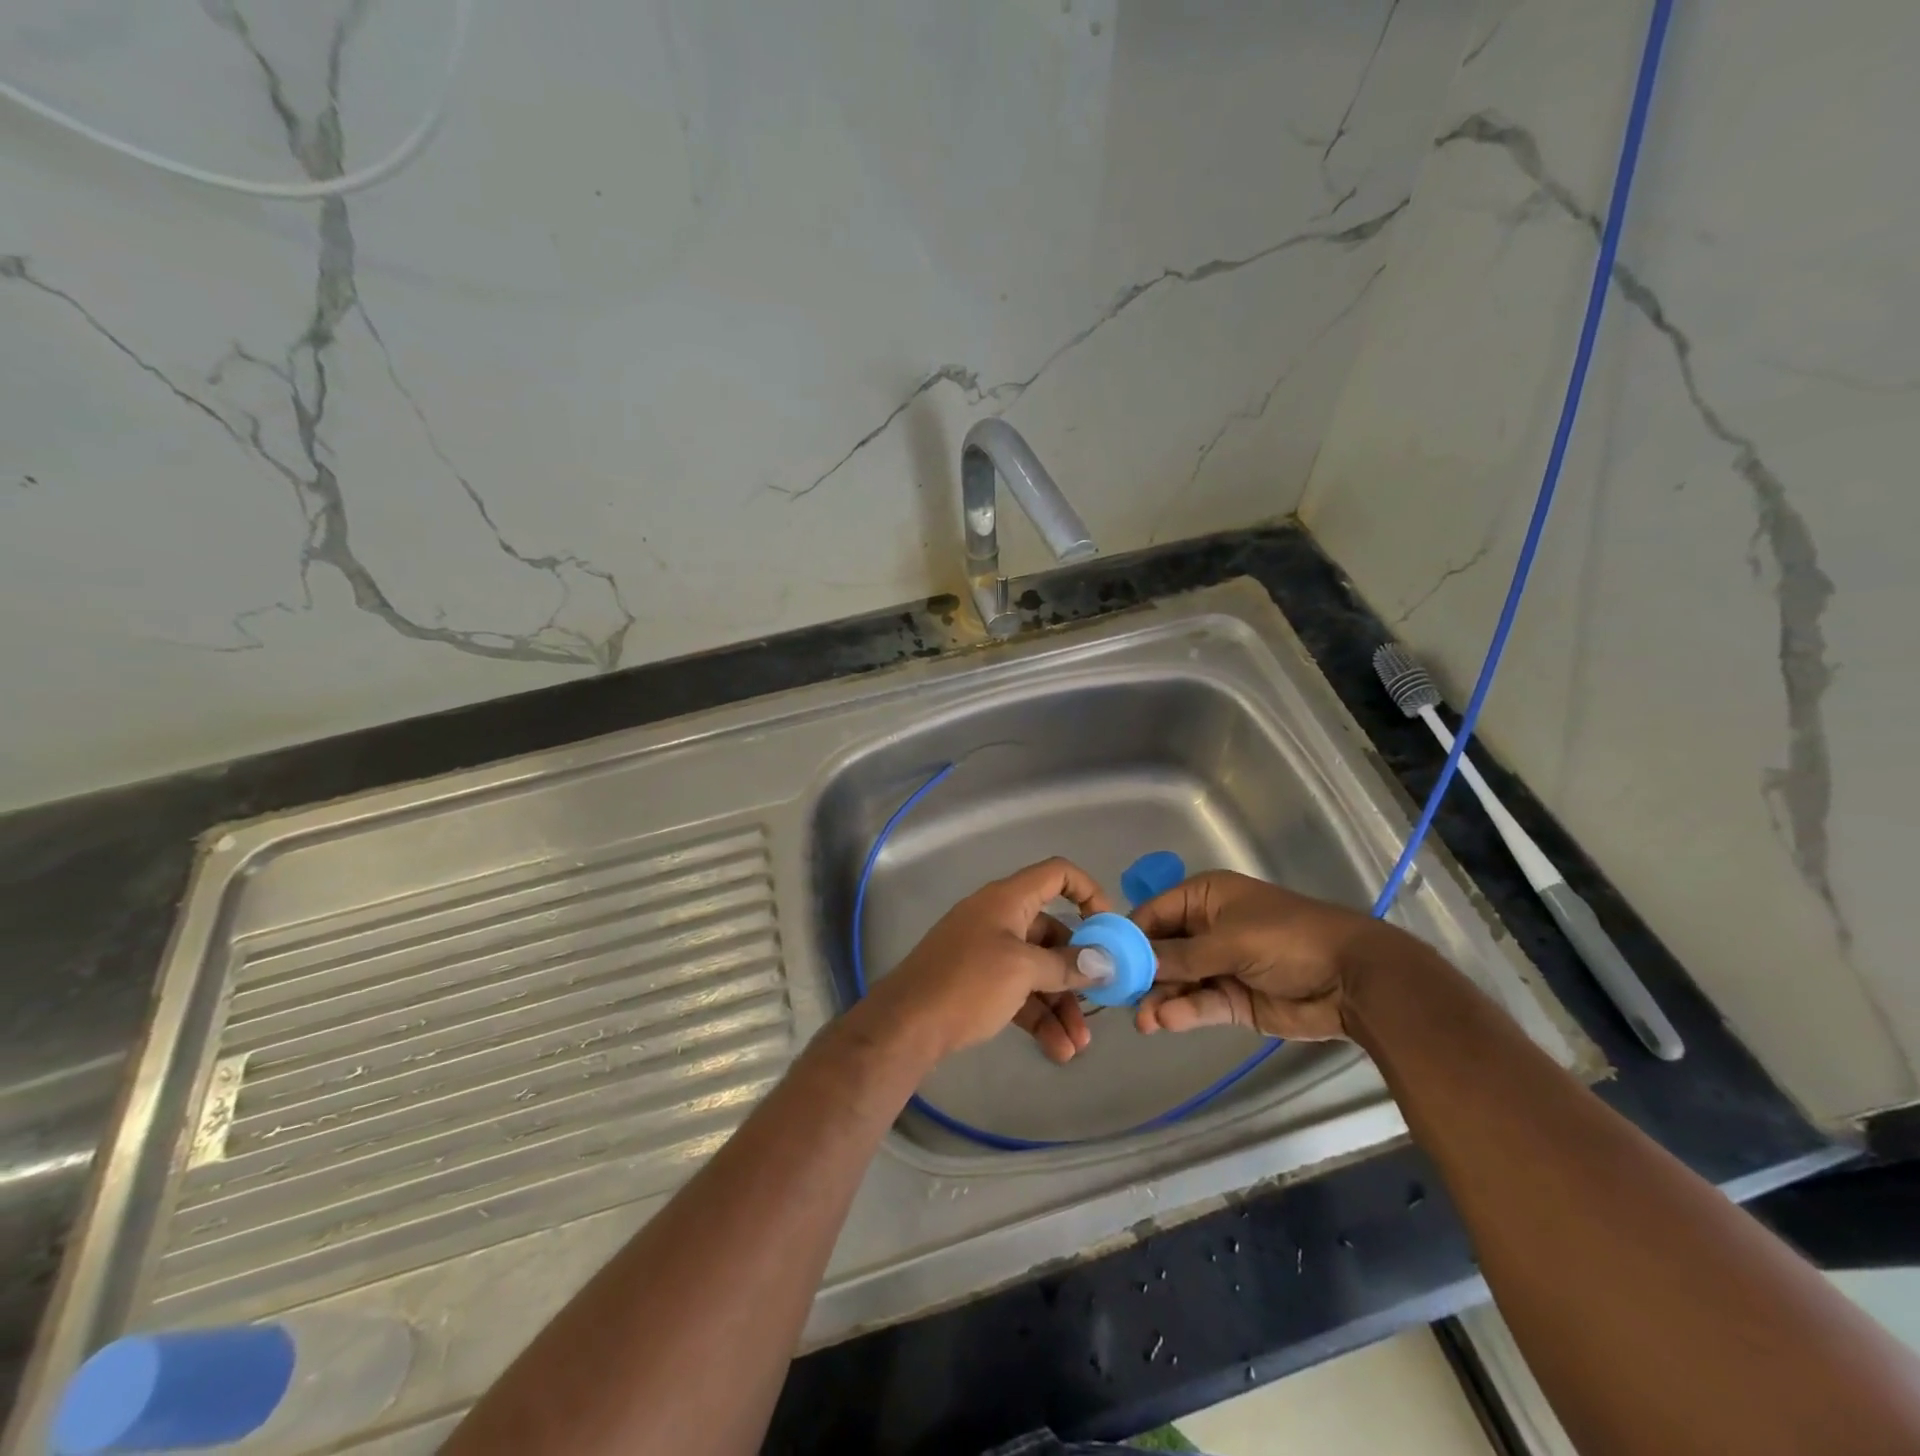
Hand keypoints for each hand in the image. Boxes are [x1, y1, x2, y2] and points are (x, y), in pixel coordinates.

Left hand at [872, 858, 1111, 1063]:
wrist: (906, 1024)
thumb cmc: (967, 983)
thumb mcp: (1022, 969)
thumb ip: (1066, 964)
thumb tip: (1105, 962)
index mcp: (1008, 900)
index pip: (1056, 874)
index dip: (1088, 891)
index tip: (1109, 927)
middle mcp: (999, 919)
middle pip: (1052, 933)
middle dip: (1078, 970)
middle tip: (1100, 1002)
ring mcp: (987, 952)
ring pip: (1037, 970)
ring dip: (1061, 1005)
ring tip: (1077, 1046)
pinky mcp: (978, 984)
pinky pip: (1019, 993)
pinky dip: (1038, 1017)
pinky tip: (1056, 1050)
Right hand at [1129, 871, 1415, 1040]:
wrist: (1354, 980)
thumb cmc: (1287, 939)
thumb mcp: (1229, 940)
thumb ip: (1179, 955)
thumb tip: (1131, 962)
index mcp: (1204, 898)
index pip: (1153, 913)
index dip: (1128, 935)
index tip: (1103, 959)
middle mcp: (1205, 929)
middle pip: (1160, 951)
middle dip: (1141, 974)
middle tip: (1119, 998)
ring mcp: (1218, 966)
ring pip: (1176, 982)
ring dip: (1159, 998)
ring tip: (1144, 1020)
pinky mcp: (1232, 1000)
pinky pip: (1198, 1004)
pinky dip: (1182, 1012)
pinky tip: (1166, 1022)